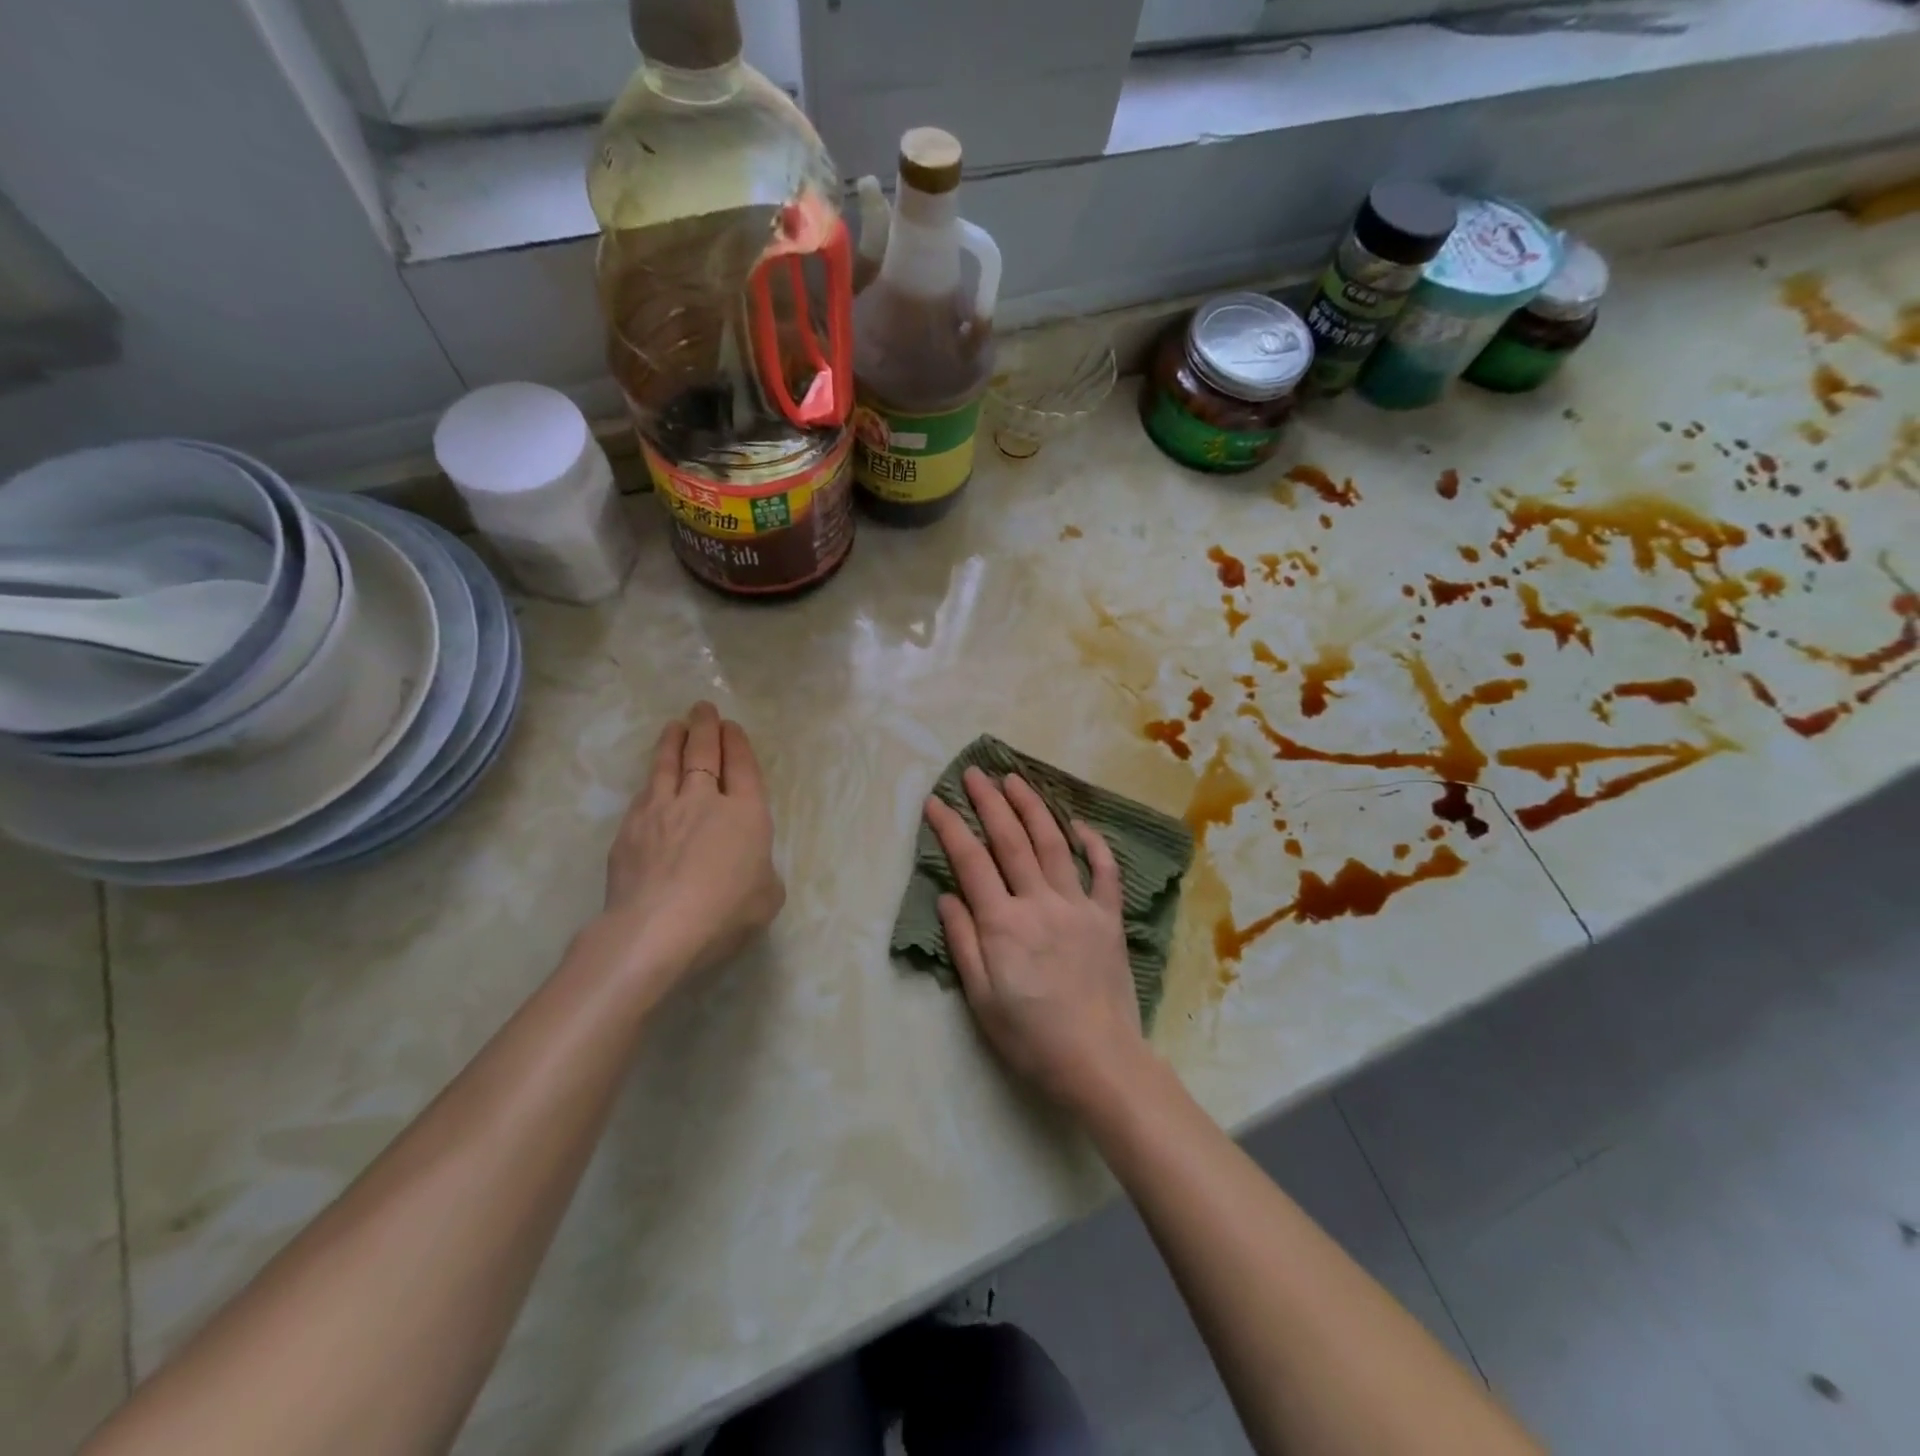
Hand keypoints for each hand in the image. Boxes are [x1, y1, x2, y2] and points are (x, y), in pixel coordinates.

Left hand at [597, 702, 784, 994]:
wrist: (657, 928)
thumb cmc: (725, 913)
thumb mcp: (767, 897)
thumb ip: (762, 872)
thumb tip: (748, 866)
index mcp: (746, 813)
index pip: (743, 767)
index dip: (738, 744)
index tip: (731, 726)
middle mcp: (704, 800)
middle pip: (704, 754)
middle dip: (705, 728)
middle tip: (703, 709)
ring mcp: (662, 810)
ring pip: (667, 765)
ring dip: (672, 741)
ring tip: (674, 726)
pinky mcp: (630, 829)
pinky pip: (644, 794)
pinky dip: (651, 781)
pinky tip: (650, 781)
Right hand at [924, 768, 1148, 1114]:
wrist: (1099, 1061)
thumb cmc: (1031, 1038)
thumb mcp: (981, 999)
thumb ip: (963, 942)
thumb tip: (948, 894)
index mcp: (1003, 924)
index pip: (971, 862)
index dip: (950, 827)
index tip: (935, 801)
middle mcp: (1040, 902)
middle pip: (1011, 840)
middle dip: (990, 802)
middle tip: (975, 773)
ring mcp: (1078, 905)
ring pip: (1053, 843)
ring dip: (1033, 807)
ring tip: (1016, 779)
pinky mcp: (1108, 917)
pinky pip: (1104, 871)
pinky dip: (1093, 843)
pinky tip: (1079, 823)